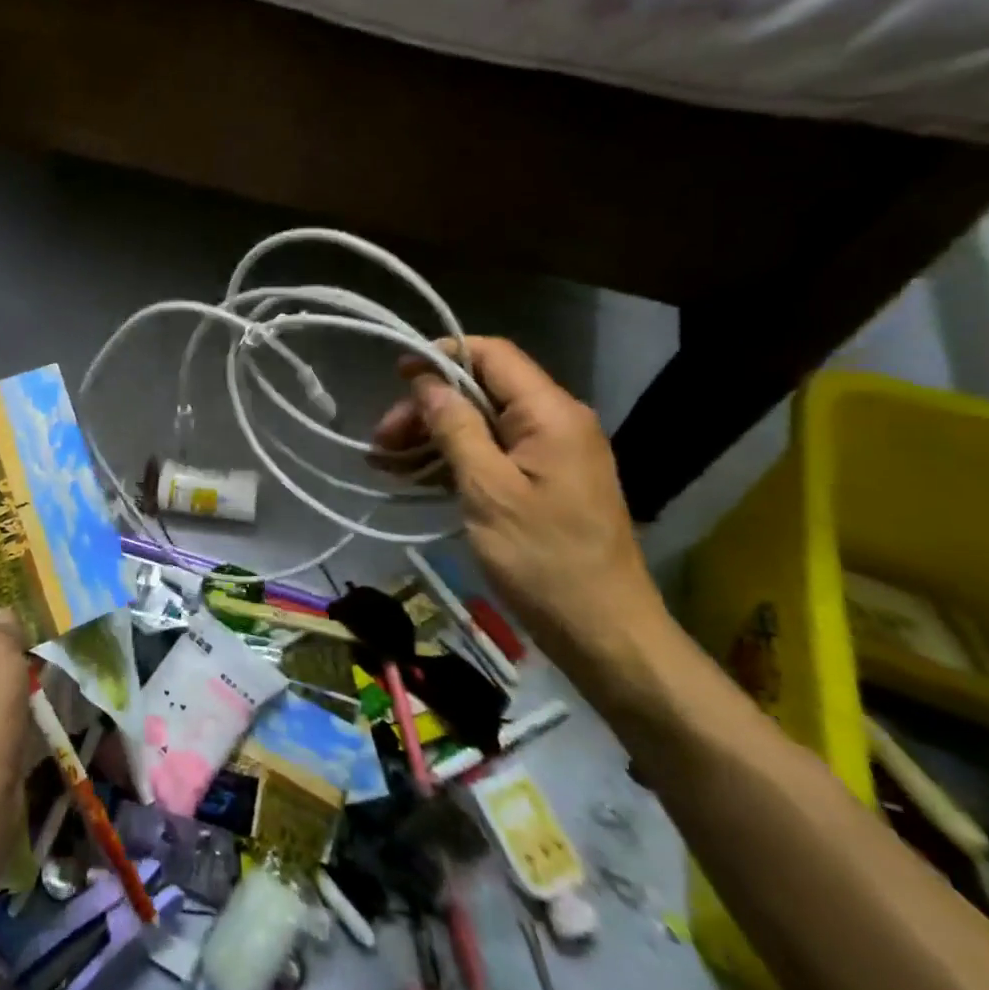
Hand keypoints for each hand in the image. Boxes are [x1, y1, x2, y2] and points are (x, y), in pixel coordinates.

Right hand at [372, 336, 667, 678]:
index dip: (442, 356)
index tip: (396, 376)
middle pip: (482, 390)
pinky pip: (493, 453)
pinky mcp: (545, 482)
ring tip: (386, 462)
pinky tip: (414, 477)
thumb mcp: (488, 490)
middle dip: (429, 406)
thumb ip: (456, 428)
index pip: (493, 354)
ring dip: (434, 435)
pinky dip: (454, 459)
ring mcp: (552, 453)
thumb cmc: (544, 561)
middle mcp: (556, 422)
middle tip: (382, 440)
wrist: (605, 635)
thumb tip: (427, 381)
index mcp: (551, 414)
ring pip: (483, 422)